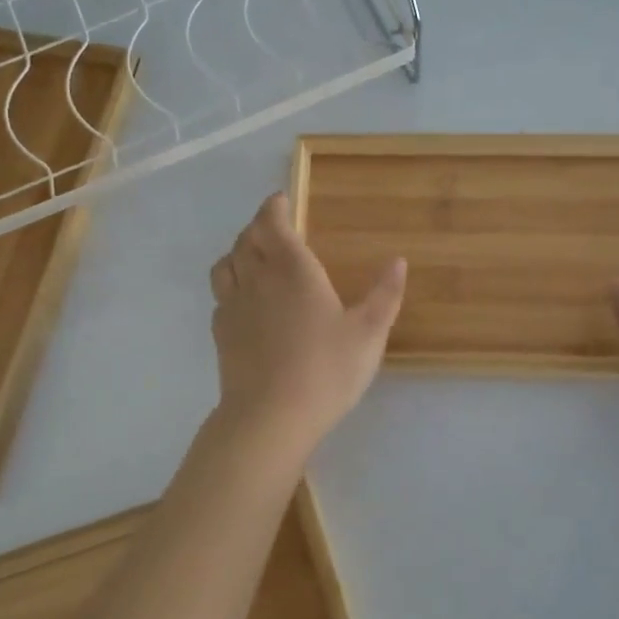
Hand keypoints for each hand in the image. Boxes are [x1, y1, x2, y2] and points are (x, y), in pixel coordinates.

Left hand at [209, 193, 405, 455]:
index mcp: (293, 269)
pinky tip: (245, 302)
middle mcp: (257, 278)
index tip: (281, 201)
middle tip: (274, 228)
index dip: (274, 207)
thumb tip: (398, 261)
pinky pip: (221, 296)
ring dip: (238, 252)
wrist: (270, 417)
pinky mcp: (220, 333)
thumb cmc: (325, 370)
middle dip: (258, 226)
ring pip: (226, 264)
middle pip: (246, 238)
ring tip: (253, 258)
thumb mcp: (368, 334)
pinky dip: (230, 286)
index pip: (272, 223)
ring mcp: (233, 306)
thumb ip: (384, 294)